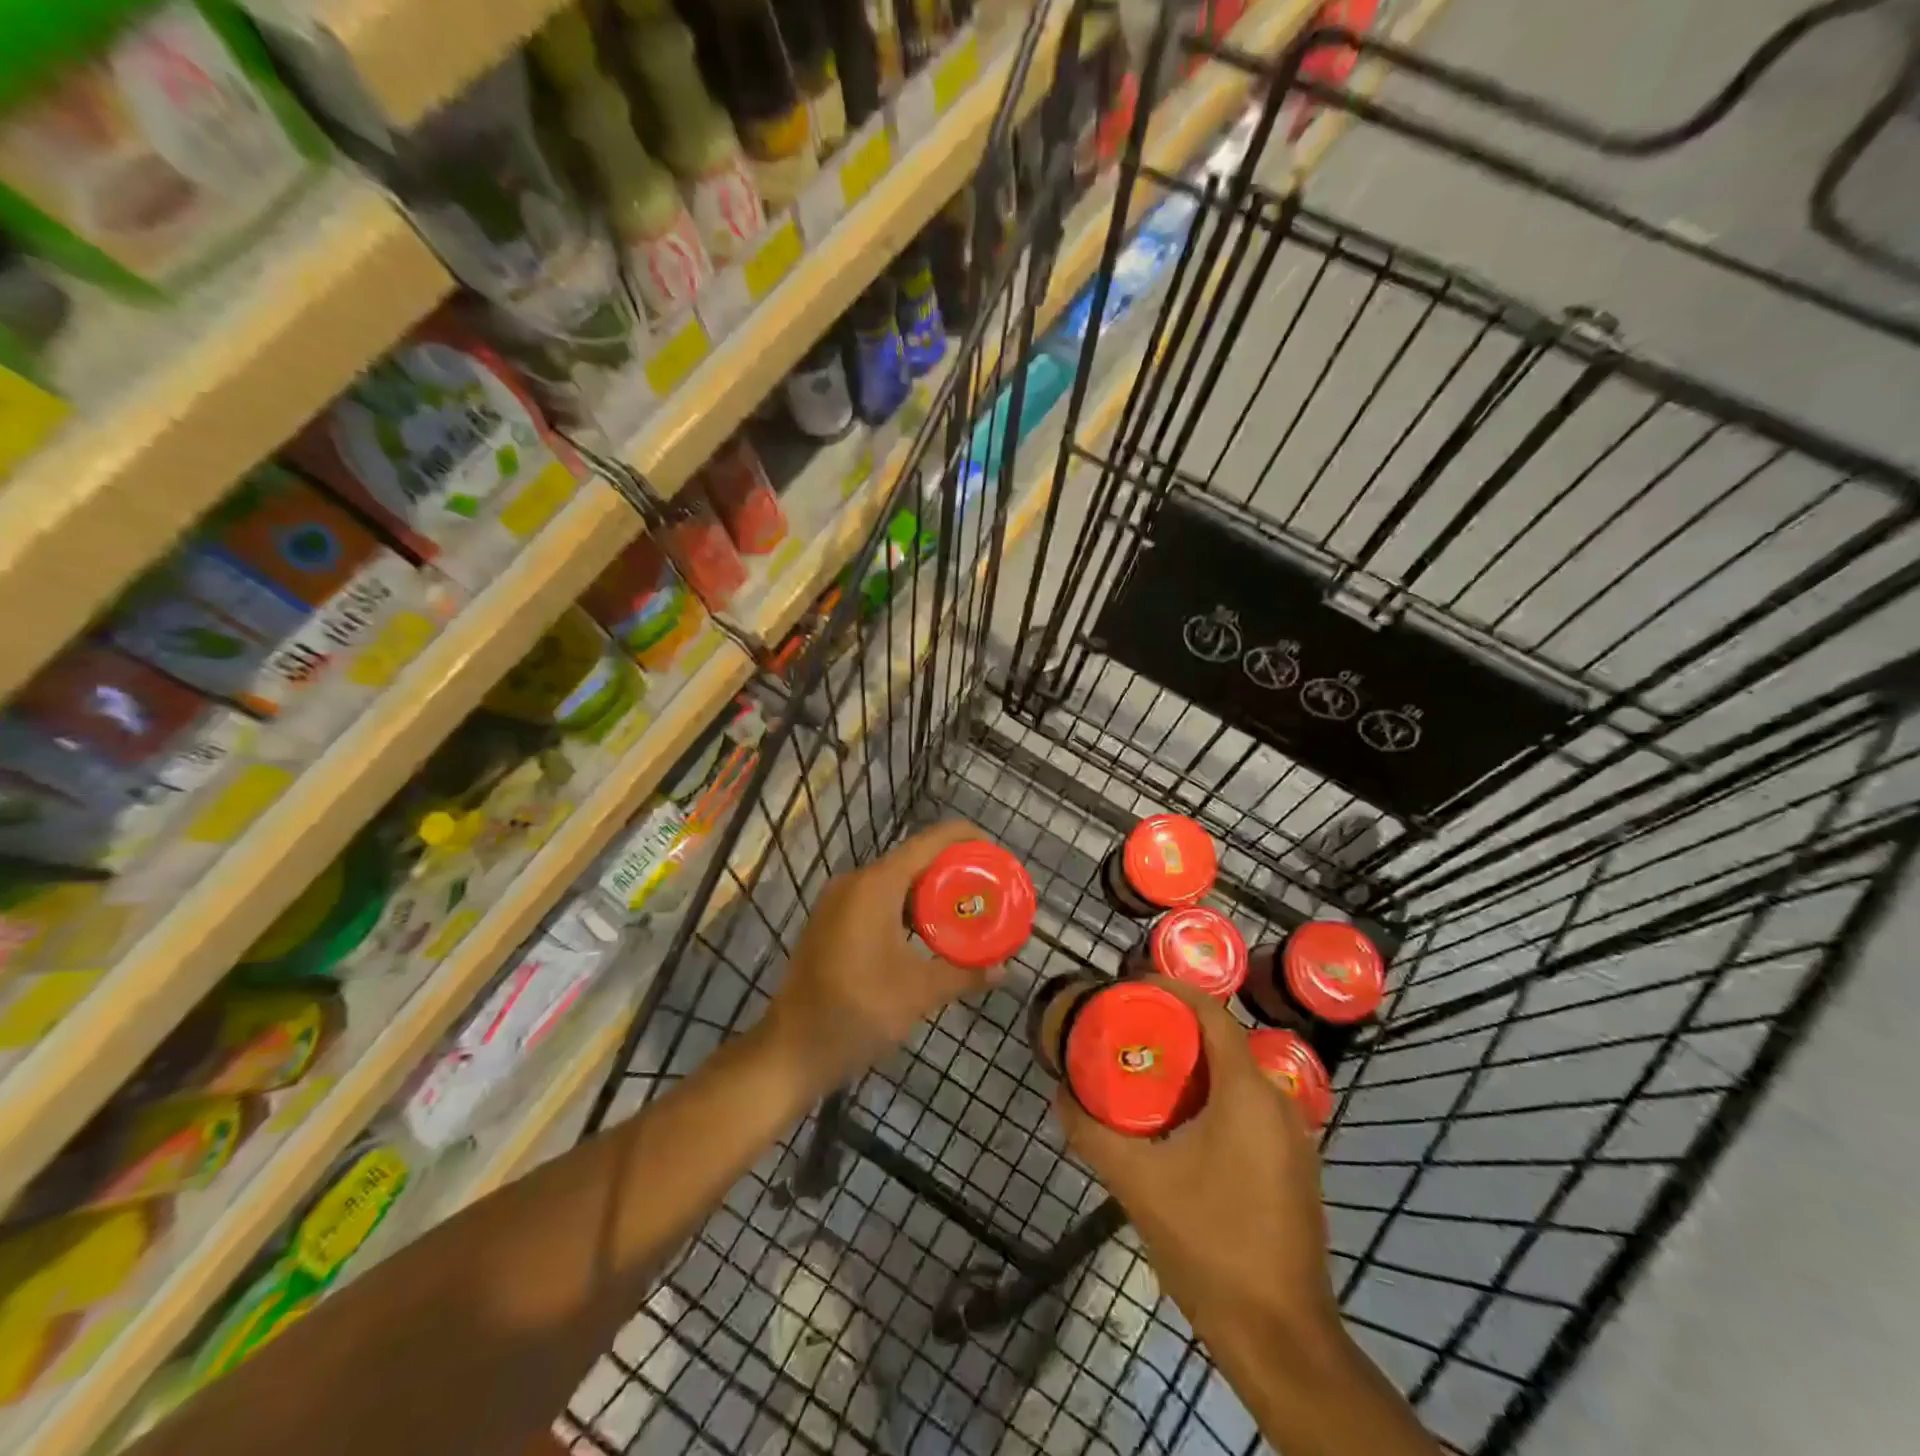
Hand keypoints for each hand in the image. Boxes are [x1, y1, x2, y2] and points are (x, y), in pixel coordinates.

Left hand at [766, 820, 1000, 1091]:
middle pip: (914, 860)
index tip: (997, 853)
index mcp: (877, 885)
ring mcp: (838, 902)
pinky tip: (929, 934)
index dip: (966, 839)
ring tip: (966, 911)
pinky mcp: (831, 922)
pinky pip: (878, 900)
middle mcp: (855, 882)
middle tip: (988, 889)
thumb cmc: (857, 1012)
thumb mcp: (919, 992)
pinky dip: (907, 908)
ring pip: (895, 882)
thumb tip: (1004, 971)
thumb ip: (965, 974)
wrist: (791, 1050)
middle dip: (953, 871)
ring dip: (930, 893)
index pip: (930, 842)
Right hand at [1056, 978, 1340, 1343]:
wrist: (1280, 1337)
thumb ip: (1092, 1132)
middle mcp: (1278, 1101)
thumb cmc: (1209, 1245)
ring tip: (1145, 1070)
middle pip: (1223, 1041)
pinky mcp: (1294, 1165)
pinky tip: (1180, 1122)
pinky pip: (1250, 1107)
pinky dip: (1214, 1096)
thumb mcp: (1137, 1183)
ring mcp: (1293, 1136)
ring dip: (1194, 1065)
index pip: (1212, 1014)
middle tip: (1127, 1030)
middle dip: (1175, 1028)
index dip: (1171, 990)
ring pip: (1237, 1076)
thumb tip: (1060, 1092)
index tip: (1130, 987)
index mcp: (1247, 1093)